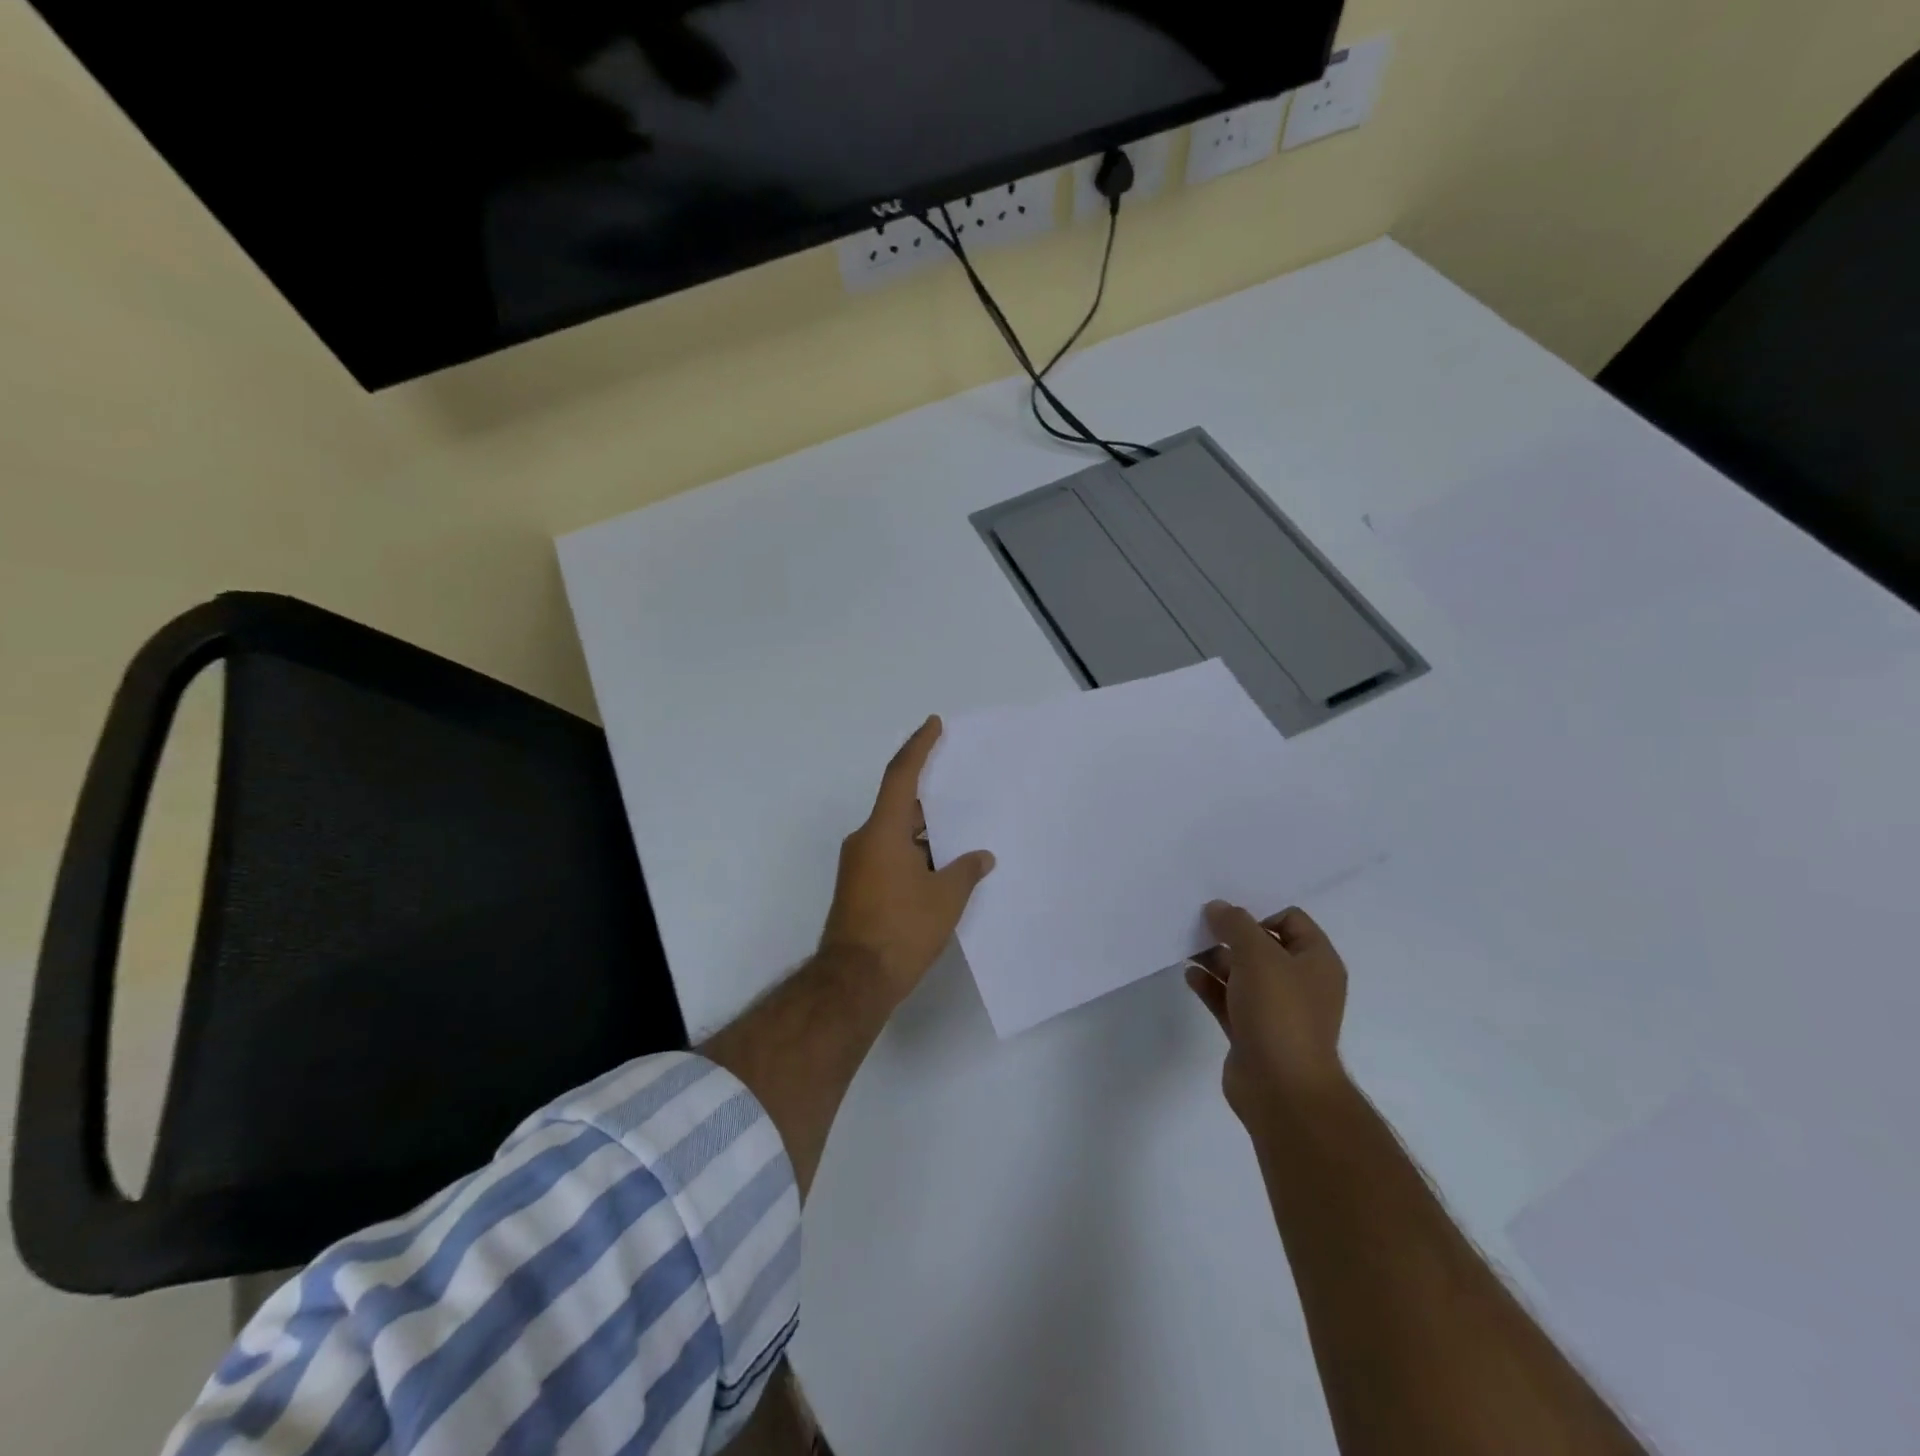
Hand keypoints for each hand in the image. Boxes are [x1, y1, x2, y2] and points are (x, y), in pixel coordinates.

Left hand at [819, 717, 994, 1004]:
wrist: (853, 981)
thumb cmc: (901, 930)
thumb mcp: (945, 899)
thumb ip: (966, 871)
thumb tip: (981, 857)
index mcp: (883, 831)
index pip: (902, 776)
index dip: (919, 746)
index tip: (934, 725)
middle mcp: (865, 840)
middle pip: (899, 805)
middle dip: (930, 797)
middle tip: (961, 786)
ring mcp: (858, 865)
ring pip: (896, 834)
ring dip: (924, 832)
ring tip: (961, 832)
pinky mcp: (858, 887)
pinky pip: (890, 855)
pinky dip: (915, 853)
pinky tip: (941, 867)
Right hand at [1185, 901, 1349, 1126]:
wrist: (1282, 1089)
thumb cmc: (1279, 1012)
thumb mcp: (1257, 955)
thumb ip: (1235, 924)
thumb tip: (1218, 908)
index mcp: (1316, 962)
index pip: (1290, 920)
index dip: (1259, 913)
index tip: (1228, 917)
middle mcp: (1300, 983)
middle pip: (1262, 947)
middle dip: (1231, 935)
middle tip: (1198, 926)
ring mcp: (1276, 1011)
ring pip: (1243, 974)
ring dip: (1216, 959)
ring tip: (1186, 947)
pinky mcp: (1252, 1033)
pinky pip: (1229, 1000)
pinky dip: (1210, 986)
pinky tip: (1189, 975)